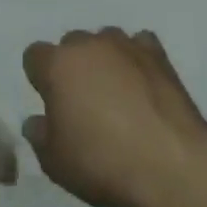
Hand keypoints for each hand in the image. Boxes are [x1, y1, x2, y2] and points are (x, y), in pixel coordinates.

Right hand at [22, 28, 206, 206]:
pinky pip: (139, 45)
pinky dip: (137, 59)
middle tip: (84, 102)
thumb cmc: (103, 163)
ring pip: (105, 41)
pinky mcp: (158, 54)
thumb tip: (38, 120)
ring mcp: (125, 45)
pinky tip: (143, 83)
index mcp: (57, 65)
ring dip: (105, 60)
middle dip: (73, 67)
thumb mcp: (55, 163)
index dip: (40, 78)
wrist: (171, 165)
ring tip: (117, 93)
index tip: (51, 103)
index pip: (34, 56)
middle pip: (71, 45)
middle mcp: (88, 45)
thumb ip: (39, 136)